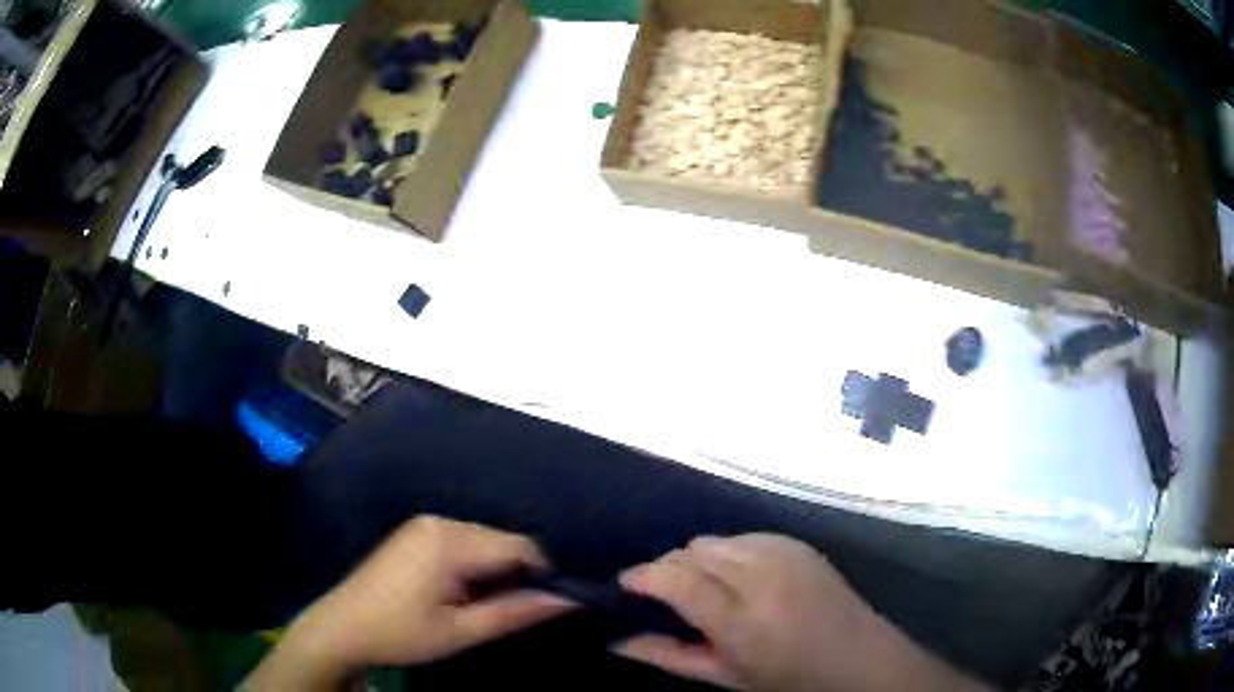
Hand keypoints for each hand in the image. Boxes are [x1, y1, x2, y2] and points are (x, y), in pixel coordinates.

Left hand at [247, 517, 573, 689]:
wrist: (342, 627)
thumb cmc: (401, 633)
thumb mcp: (461, 631)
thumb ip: (515, 612)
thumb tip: (567, 600)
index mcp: (449, 541)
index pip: (519, 546)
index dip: (543, 574)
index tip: (547, 605)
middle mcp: (440, 521)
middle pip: (502, 541)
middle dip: (517, 574)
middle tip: (514, 611)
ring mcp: (425, 524)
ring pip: (485, 541)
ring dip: (496, 571)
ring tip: (486, 605)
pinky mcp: (416, 533)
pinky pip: (463, 542)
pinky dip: (475, 565)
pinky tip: (463, 592)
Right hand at [617, 534, 987, 691]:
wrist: (856, 655)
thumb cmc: (787, 677)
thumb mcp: (724, 677)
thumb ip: (668, 656)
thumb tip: (616, 642)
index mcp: (741, 619)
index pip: (677, 580)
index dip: (642, 576)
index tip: (625, 584)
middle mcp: (761, 576)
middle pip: (691, 551)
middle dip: (667, 568)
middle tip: (663, 594)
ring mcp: (783, 553)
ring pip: (714, 540)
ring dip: (696, 559)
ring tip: (702, 587)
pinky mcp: (797, 543)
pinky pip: (743, 536)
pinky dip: (727, 552)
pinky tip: (735, 576)